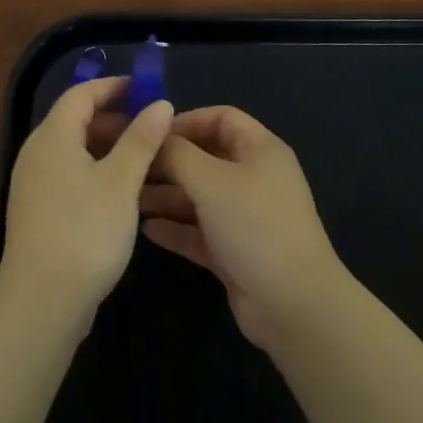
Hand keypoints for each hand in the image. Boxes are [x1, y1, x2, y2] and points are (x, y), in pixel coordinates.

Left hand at [0, 77, 173, 327]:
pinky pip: (68, 174)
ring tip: (142, 158)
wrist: (40, 304)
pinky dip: (95, 170)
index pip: (80, 94)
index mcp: (53, 137)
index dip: (112, 86)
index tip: (144, 88)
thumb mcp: (121, 181)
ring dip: (106, 146)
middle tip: (150, 125)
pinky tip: (120, 192)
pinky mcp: (37, 213)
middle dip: (113, 117)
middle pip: (75, 120)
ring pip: (73, 149)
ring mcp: (33, 185)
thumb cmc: (85, 232)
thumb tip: (160, 103)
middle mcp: (37, 154)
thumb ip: (141, 139)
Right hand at [141, 107, 348, 346]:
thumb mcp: (211, 181)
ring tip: (129, 199)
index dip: (186, 121)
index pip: (221, 118)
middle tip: (131, 168)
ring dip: (167, 196)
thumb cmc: (254, 226)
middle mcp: (254, 177)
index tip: (150, 132)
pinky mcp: (235, 251)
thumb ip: (178, 154)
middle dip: (169, 161)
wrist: (292, 305)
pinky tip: (147, 229)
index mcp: (260, 149)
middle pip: (206, 157)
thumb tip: (155, 136)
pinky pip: (200, 231)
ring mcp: (245, 216)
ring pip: (200, 196)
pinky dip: (176, 227)